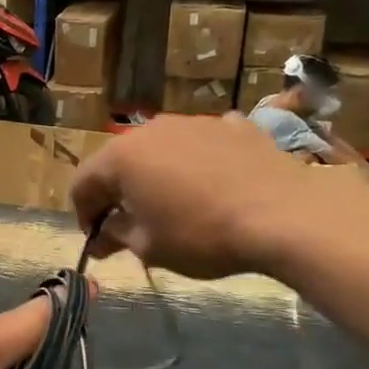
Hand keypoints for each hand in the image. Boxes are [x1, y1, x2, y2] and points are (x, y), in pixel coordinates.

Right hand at [72, 113, 330, 278]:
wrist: (285, 215)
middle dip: (118, 193)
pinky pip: (201, 144)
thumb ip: (117, 235)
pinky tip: (213, 185)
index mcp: (122, 157)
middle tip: (130, 225)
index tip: (98, 240)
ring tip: (174, 206)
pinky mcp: (233, 126)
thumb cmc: (202, 235)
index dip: (84, 214)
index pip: (82, 183)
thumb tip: (102, 236)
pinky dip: (196, 163)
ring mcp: (194, 122)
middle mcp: (151, 130)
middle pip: (119, 161)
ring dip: (156, 175)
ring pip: (160, 149)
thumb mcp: (150, 247)